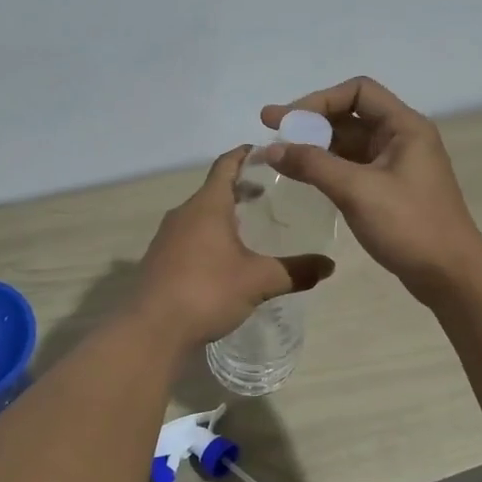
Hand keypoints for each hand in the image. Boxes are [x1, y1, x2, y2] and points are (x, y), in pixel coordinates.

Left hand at [133, 146, 335, 347]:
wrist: (152, 330)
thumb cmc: (207, 292)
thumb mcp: (259, 281)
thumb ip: (296, 271)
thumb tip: (330, 266)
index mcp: (206, 206)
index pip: (226, 165)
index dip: (246, 154)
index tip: (267, 151)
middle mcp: (183, 214)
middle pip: (214, 189)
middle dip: (241, 188)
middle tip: (270, 193)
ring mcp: (167, 237)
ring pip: (200, 215)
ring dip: (225, 214)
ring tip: (252, 226)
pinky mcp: (160, 260)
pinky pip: (190, 236)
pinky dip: (210, 236)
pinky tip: (226, 259)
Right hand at [260, 77, 481, 300]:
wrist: (450, 275)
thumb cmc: (409, 225)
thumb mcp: (357, 191)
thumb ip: (313, 165)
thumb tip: (272, 149)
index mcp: (404, 127)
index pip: (358, 92)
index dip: (319, 100)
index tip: (286, 121)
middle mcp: (402, 139)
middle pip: (351, 116)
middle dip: (310, 122)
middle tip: (269, 130)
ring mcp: (397, 166)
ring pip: (349, 144)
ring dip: (316, 146)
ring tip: (279, 156)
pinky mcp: (390, 191)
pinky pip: (353, 168)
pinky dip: (327, 168)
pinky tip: (303, 177)